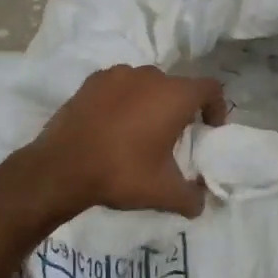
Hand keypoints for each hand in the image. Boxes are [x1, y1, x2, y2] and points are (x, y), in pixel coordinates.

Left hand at [28, 65, 226, 217]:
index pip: (210, 89)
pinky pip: (119, 86)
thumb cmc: (122, 172)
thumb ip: (191, 197)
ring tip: (140, 130)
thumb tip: (200, 202)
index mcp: (174, 96)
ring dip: (150, 102)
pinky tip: (113, 125)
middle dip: (180, 108)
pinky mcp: (92, 81)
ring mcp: (118, 74)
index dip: (216, 107)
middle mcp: (150, 76)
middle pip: (176, 86)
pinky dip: (123, 100)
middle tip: (173, 136)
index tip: (209, 129)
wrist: (61, 167)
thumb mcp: (164, 193)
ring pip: (146, 84)